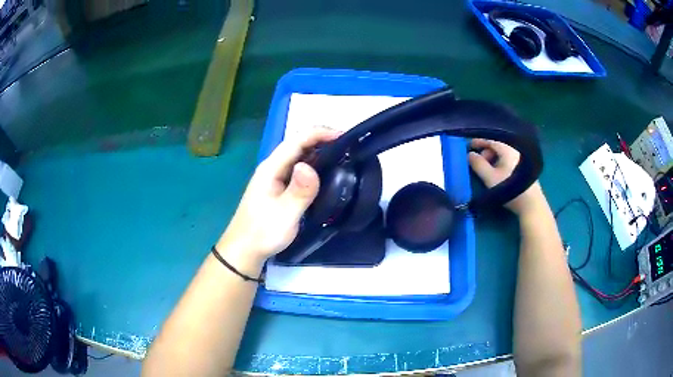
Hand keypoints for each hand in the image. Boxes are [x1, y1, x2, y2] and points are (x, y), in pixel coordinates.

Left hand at [217, 127, 340, 265]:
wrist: (244, 250)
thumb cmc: (262, 233)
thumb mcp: (284, 214)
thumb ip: (299, 191)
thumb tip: (310, 166)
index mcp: (271, 168)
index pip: (297, 140)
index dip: (320, 133)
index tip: (345, 137)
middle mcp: (273, 167)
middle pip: (299, 144)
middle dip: (323, 140)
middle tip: (349, 147)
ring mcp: (275, 177)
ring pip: (299, 157)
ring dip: (320, 152)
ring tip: (343, 157)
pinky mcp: (279, 187)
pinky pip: (299, 170)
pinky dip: (315, 167)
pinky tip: (327, 174)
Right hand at [468, 138, 544, 215]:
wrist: (530, 203)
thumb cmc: (508, 188)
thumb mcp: (489, 177)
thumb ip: (478, 164)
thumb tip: (469, 154)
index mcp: (507, 148)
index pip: (490, 140)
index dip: (478, 141)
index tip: (468, 145)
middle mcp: (515, 150)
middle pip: (497, 146)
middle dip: (485, 152)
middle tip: (477, 162)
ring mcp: (521, 158)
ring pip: (503, 154)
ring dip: (493, 159)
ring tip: (487, 170)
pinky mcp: (524, 167)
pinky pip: (509, 159)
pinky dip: (500, 163)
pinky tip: (498, 173)